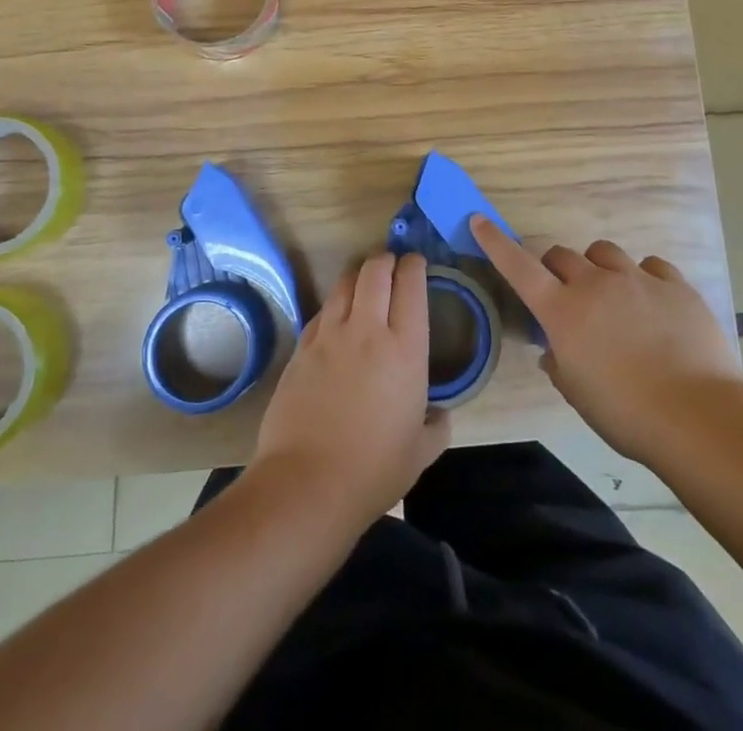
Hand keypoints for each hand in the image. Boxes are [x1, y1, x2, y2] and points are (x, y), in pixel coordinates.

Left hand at [250, 252, 449, 532]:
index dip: (414, 265)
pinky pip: (322, 312)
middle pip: (375, 270)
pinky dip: (335, 306)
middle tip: (392, 264)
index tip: (417, 263)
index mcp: (405, 348)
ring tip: (365, 282)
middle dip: (386, 259)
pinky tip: (338, 320)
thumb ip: (437, 426)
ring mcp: (329, 336)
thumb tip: (441, 415)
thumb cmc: (373, 470)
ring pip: (344, 283)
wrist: (306, 484)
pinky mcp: (301, 349)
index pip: (411, 285)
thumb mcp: (420, 453)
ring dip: (358, 275)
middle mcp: (367, 330)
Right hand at [471, 216, 741, 463]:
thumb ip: (559, 362)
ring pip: (604, 252)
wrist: (697, 416)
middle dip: (556, 269)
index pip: (518, 267)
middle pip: (562, 255)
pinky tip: (653, 303)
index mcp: (563, 312)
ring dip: (598, 268)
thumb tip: (554, 349)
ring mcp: (637, 279)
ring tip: (612, 296)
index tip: (480, 221)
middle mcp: (595, 284)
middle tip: (566, 295)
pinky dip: (642, 278)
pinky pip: (649, 266)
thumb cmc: (626, 414)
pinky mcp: (674, 285)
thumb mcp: (578, 393)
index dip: (496, 243)